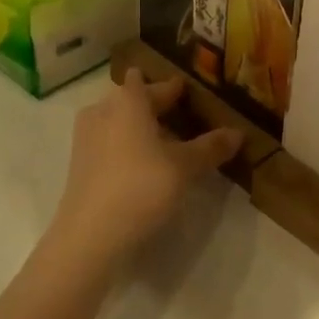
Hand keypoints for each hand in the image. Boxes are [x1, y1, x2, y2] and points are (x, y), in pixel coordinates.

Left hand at [48, 72, 240, 271]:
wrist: (89, 236)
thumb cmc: (140, 187)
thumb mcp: (184, 167)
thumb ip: (210, 147)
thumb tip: (238, 133)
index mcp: (128, 100)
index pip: (151, 82)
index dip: (172, 87)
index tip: (190, 94)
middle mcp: (103, 109)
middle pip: (133, 100)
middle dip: (157, 107)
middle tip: (185, 119)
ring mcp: (86, 136)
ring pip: (119, 122)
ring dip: (141, 128)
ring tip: (168, 145)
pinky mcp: (80, 163)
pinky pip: (109, 142)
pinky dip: (127, 147)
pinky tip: (145, 166)